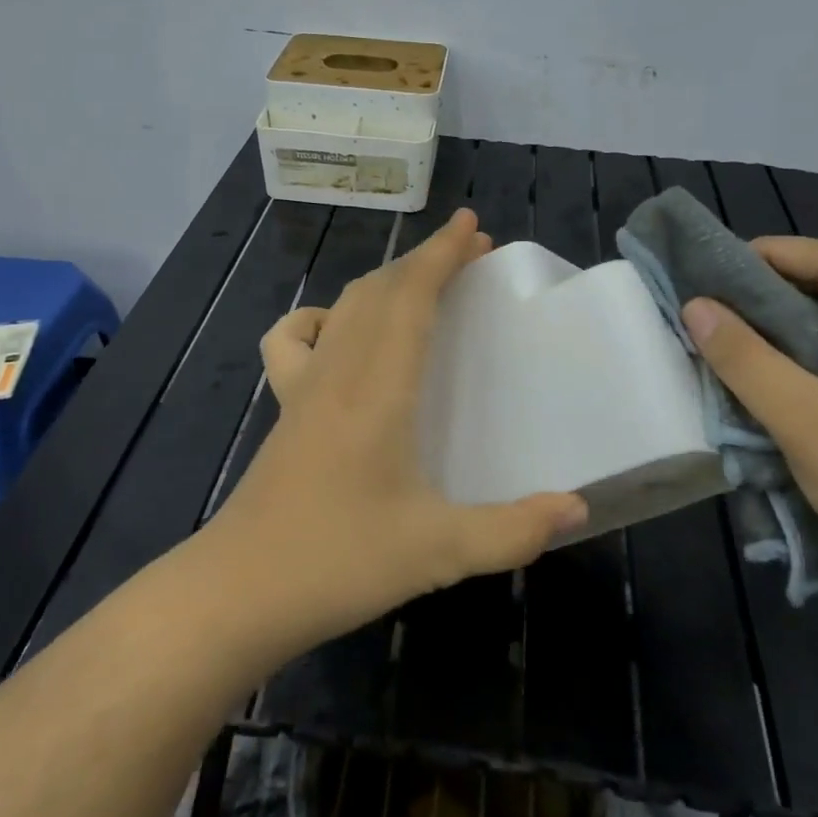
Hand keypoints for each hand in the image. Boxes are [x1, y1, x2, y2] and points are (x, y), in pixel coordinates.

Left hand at [204, 209, 587, 653]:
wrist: (240, 591)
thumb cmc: (340, 562)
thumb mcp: (439, 552)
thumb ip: (513, 531)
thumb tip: (577, 509)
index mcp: (379, 389)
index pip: (411, 297)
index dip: (442, 255)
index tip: (471, 225)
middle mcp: (340, 371)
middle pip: (381, 289)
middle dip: (426, 260)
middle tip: (470, 253)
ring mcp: (304, 386)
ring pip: (344, 306)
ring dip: (386, 281)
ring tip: (422, 284)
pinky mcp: (283, 407)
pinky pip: (294, 340)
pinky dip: (322, 319)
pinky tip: (338, 333)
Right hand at [682, 238, 817, 622]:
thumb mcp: (807, 424)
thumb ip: (747, 361)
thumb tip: (695, 306)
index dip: (773, 255)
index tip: (715, 264)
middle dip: (778, 286)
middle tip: (717, 296)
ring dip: (791, 319)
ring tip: (734, 325)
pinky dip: (810, 349)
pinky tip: (773, 363)